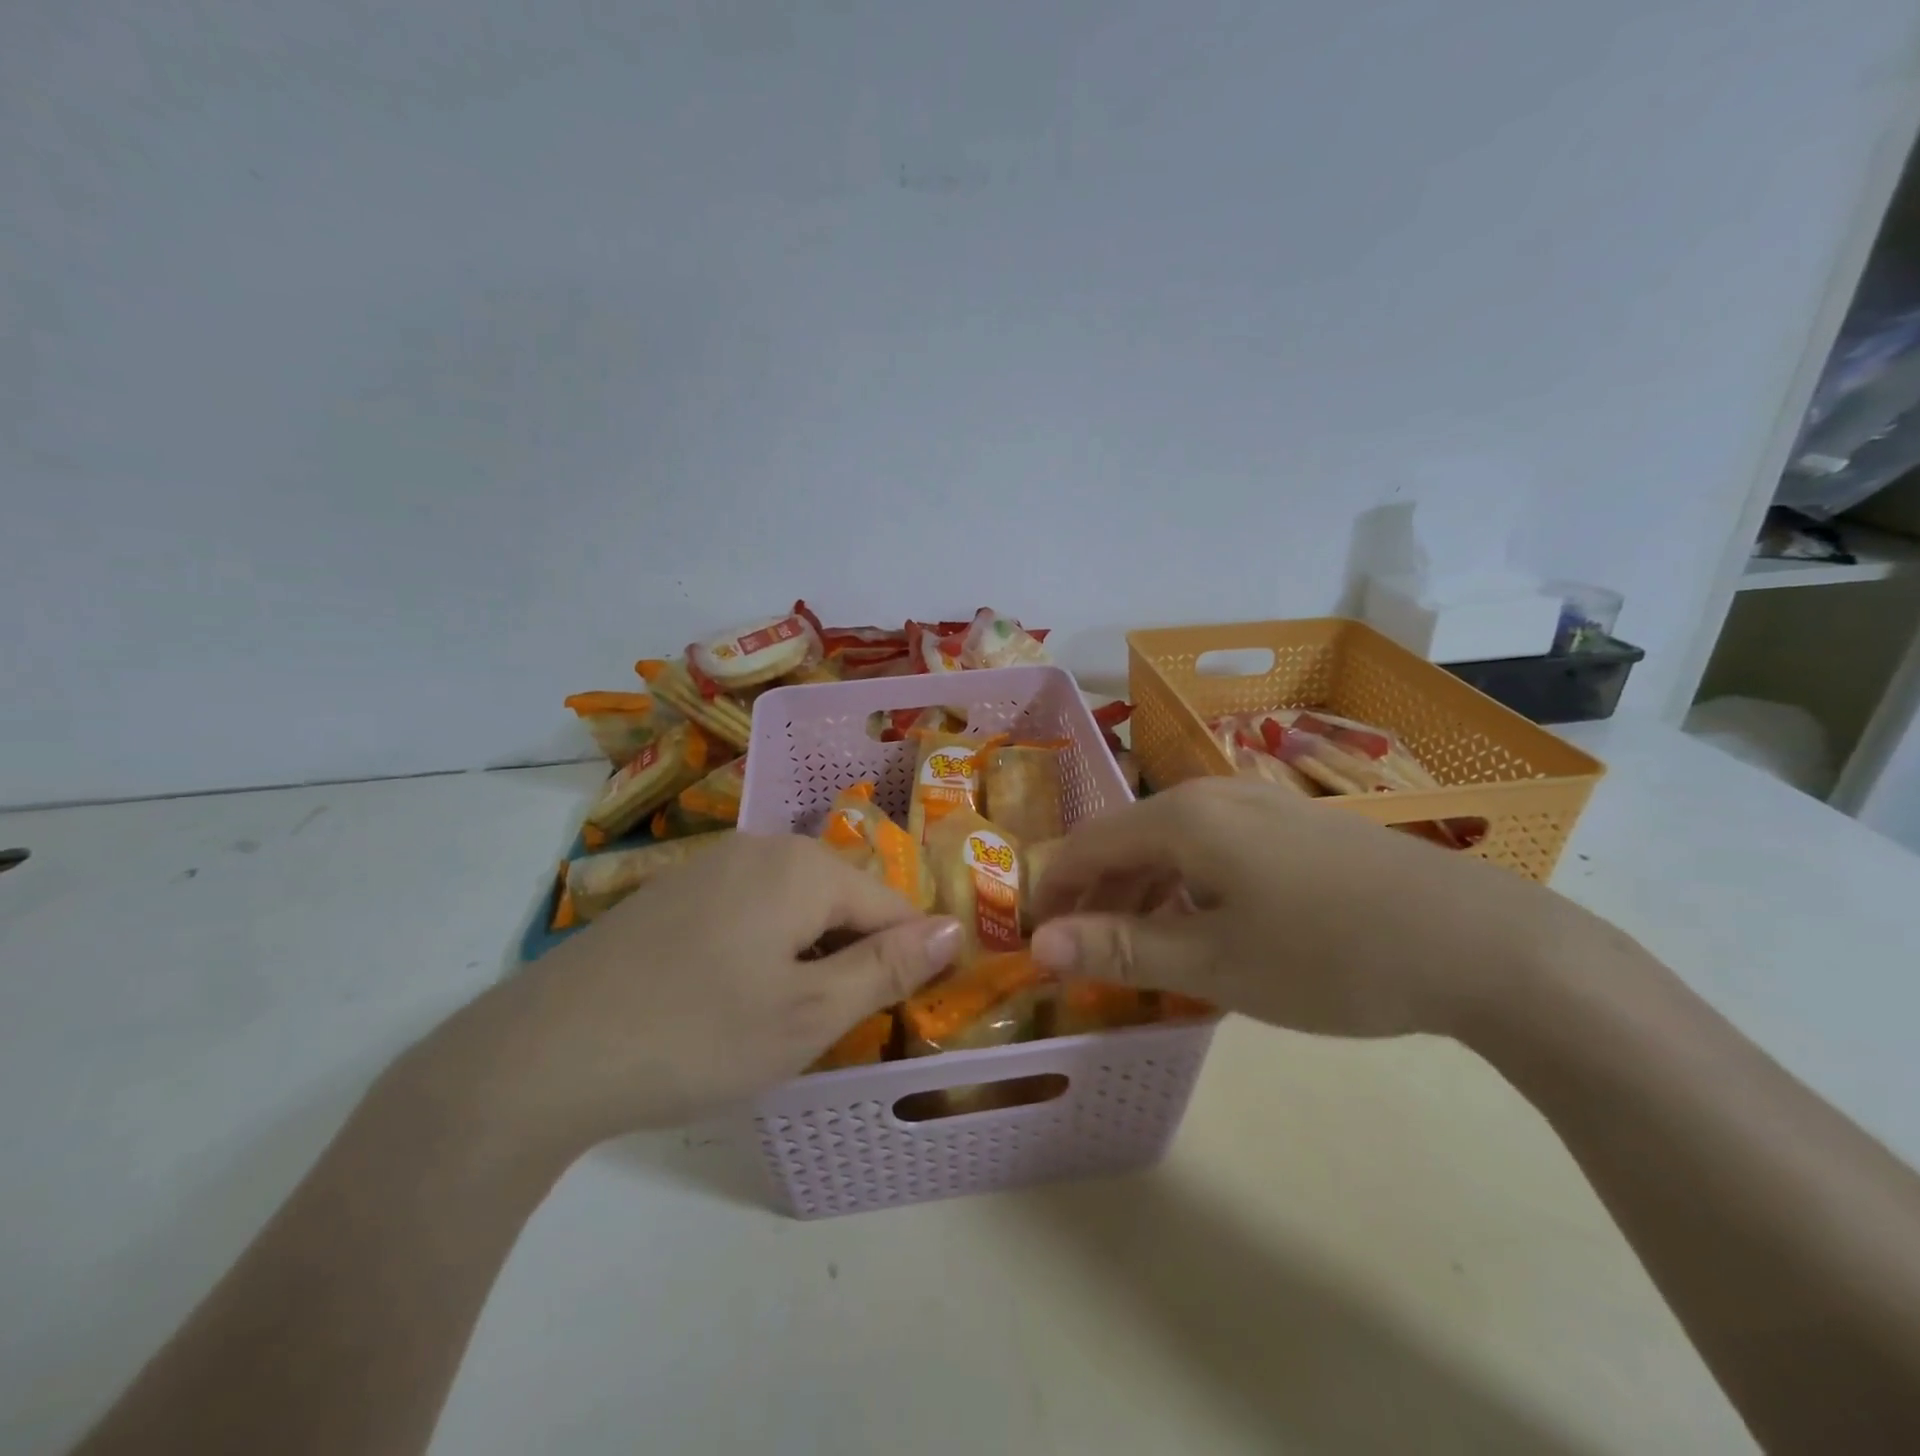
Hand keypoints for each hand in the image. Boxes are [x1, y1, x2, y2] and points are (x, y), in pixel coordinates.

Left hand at [415, 836, 961, 1160]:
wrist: (543, 1053)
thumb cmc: (697, 1035)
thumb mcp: (809, 1013)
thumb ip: (888, 967)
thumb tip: (955, 929)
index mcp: (803, 866)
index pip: (891, 905)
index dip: (907, 959)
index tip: (898, 1015)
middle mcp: (760, 848)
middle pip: (840, 900)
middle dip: (849, 957)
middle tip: (828, 1027)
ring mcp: (710, 865)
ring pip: (793, 907)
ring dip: (806, 957)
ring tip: (778, 1020)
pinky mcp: (674, 893)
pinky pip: (748, 911)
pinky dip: (761, 950)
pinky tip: (727, 1000)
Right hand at [1029, 776, 1595, 1040]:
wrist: (1482, 945)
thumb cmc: (1329, 956)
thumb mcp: (1213, 964)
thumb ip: (1118, 948)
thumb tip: (1037, 946)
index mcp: (1180, 818)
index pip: (1085, 845)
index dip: (1053, 891)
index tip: (1035, 940)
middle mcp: (1213, 794)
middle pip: (1126, 840)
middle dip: (1096, 896)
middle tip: (1084, 956)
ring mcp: (1259, 804)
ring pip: (1172, 844)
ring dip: (1142, 894)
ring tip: (1138, 952)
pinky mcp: (1295, 825)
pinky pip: (1214, 848)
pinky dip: (1188, 887)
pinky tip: (1205, 929)